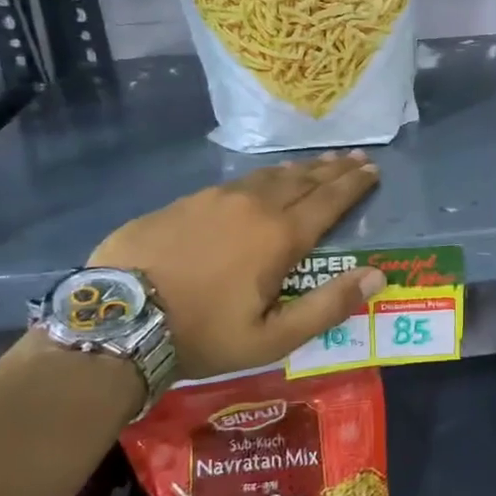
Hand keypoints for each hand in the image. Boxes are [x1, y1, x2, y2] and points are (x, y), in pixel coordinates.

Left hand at [89, 153, 384, 380]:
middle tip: (355, 157)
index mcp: (280, 236)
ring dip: (299, 169)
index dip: (354, 185)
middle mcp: (253, 206)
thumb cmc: (203, 334)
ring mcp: (216, 198)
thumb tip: (377, 275)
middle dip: (333, 168)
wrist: (117, 319)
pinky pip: (237, 182)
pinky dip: (262, 178)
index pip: (329, 201)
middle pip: (303, 179)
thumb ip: (328, 306)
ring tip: (317, 163)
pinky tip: (261, 181)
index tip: (373, 170)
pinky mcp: (185, 201)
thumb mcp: (272, 338)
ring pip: (269, 176)